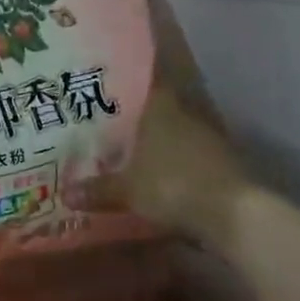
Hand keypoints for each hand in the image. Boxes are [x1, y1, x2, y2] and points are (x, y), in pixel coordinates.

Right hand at [66, 84, 250, 243]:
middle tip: (107, 129)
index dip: (124, 90)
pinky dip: (173, 166)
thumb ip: (97, 189)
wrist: (234, 214)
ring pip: (174, 135)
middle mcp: (186, 117)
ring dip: (156, 145)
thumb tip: (65, 193)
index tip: (104, 94)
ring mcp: (208, 140)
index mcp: (161, 110)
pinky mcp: (222, 165)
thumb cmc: (172, 186)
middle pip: (158, 112)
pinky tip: (157, 178)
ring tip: (128, 156)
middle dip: (135, 121)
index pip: (142, 86)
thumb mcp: (127, 190)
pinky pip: (188, 158)